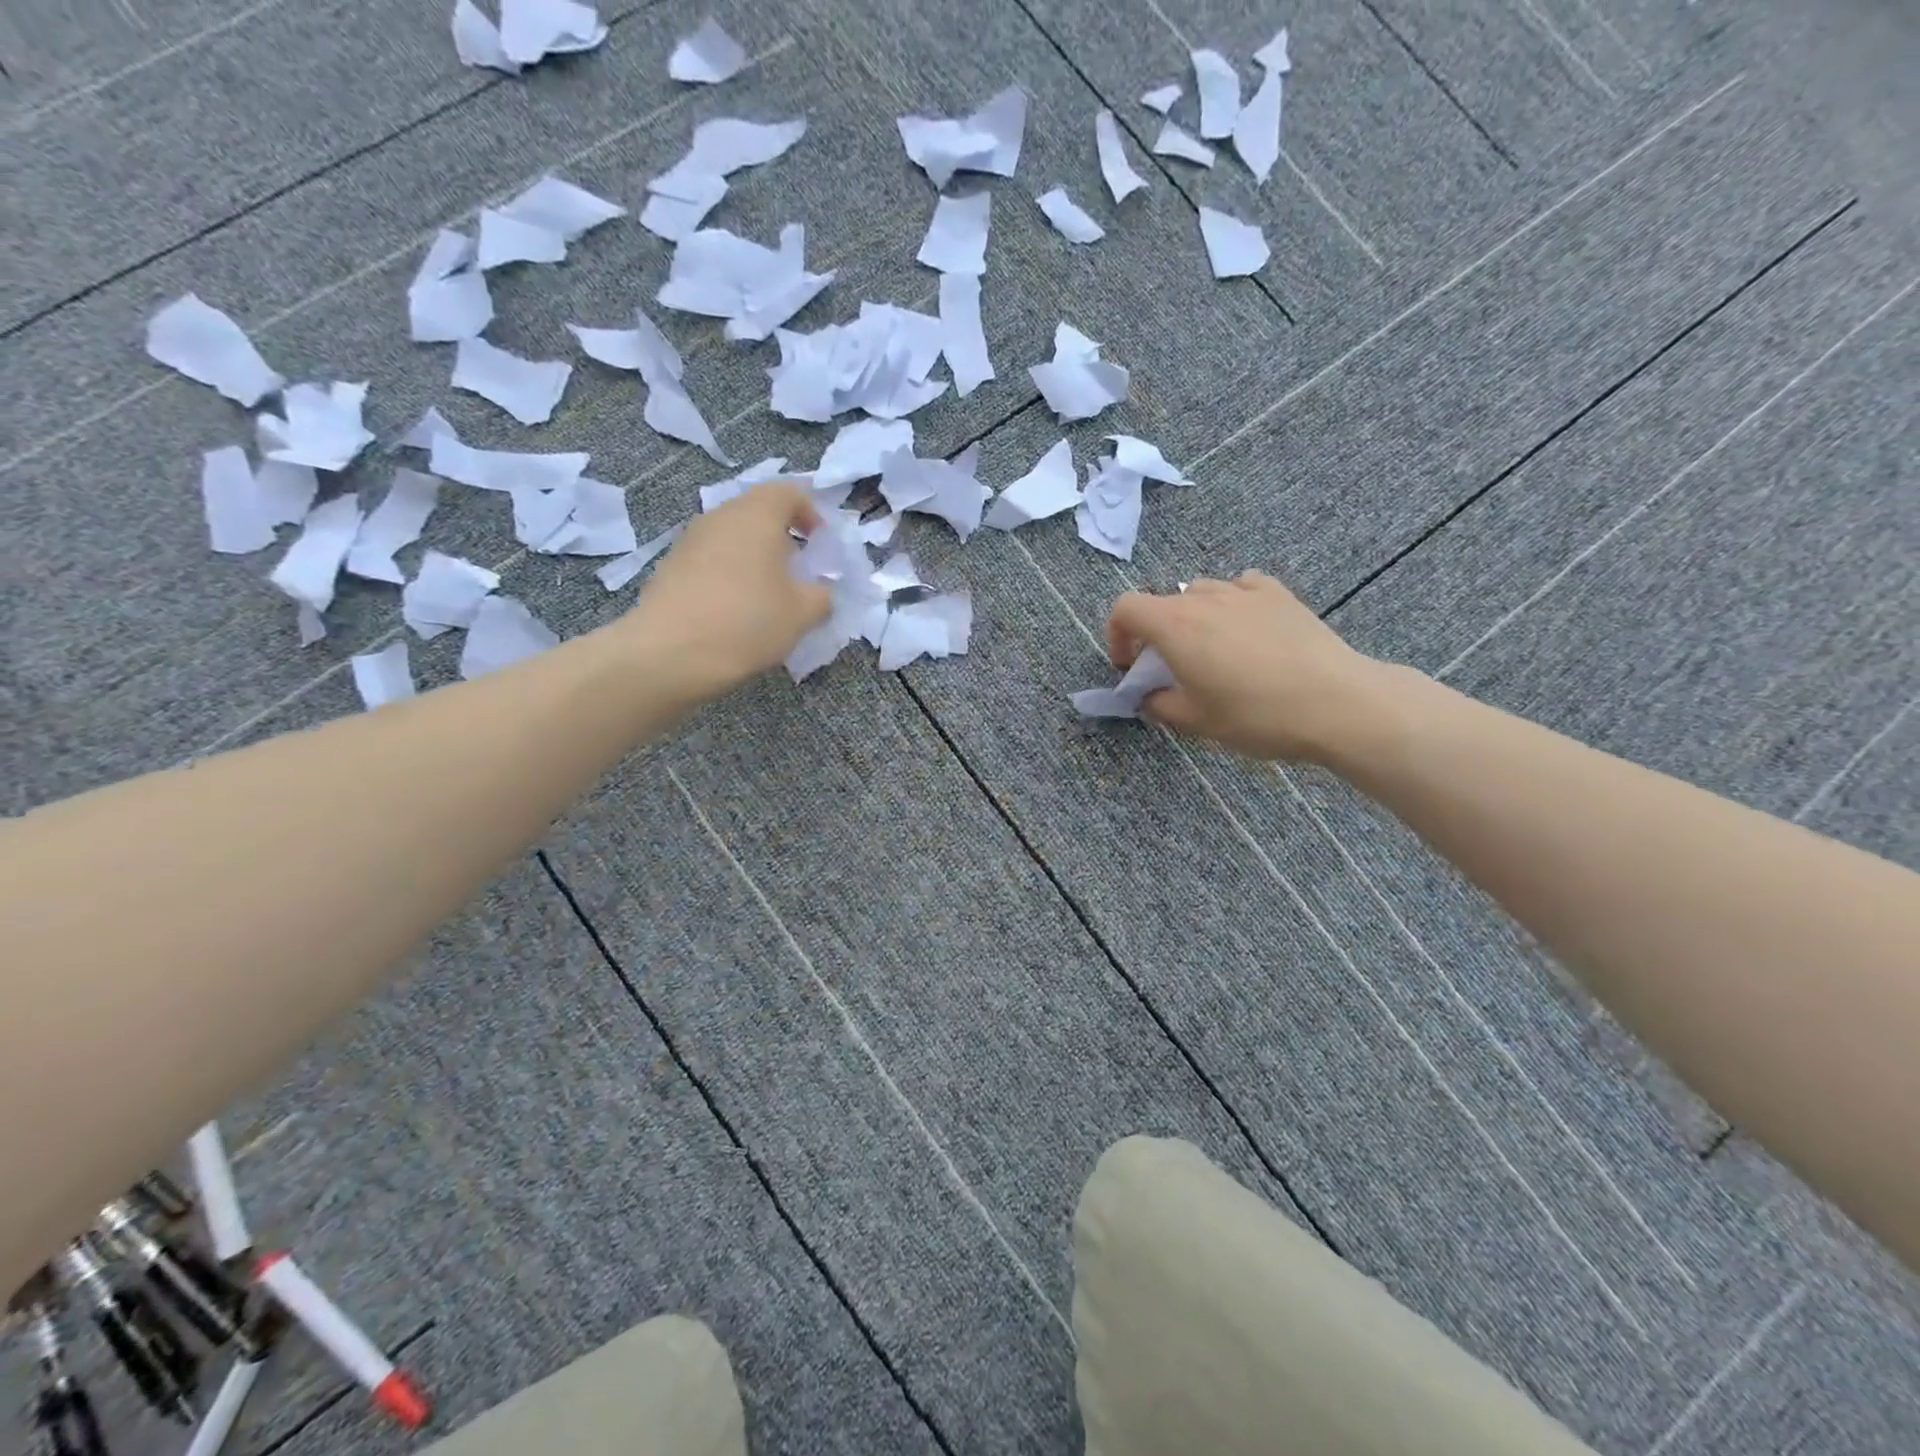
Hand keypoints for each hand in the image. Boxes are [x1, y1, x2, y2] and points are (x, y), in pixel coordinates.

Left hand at [627, 485, 831, 697]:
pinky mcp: (670, 567)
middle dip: (782, 538)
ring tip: (767, 595)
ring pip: (731, 537)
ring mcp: (689, 541)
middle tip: (797, 572)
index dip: (810, 513)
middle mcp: (720, 517)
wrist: (670, 653)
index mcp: (756, 515)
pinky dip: (729, 575)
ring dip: (754, 558)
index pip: (788, 492)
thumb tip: (820, 591)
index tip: (821, 544)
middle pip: (757, 512)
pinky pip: (710, 560)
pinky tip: (735, 611)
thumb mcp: (803, 614)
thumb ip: (822, 595)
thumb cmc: (748, 622)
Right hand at [1106, 571, 1392, 762]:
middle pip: (1162, 603)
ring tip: (1212, 651)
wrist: (1336, 703)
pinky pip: (1241, 588)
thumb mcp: (1197, 721)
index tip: (1129, 666)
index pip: (1125, 608)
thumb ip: (1160, 705)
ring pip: (1201, 593)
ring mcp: (1244, 591)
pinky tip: (1247, 631)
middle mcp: (1204, 598)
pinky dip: (1232, 605)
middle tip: (1172, 668)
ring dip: (1193, 618)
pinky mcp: (1279, 594)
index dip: (1117, 636)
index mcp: (1175, 625)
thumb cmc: (1256, 715)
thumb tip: (1149, 697)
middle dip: (1156, 633)